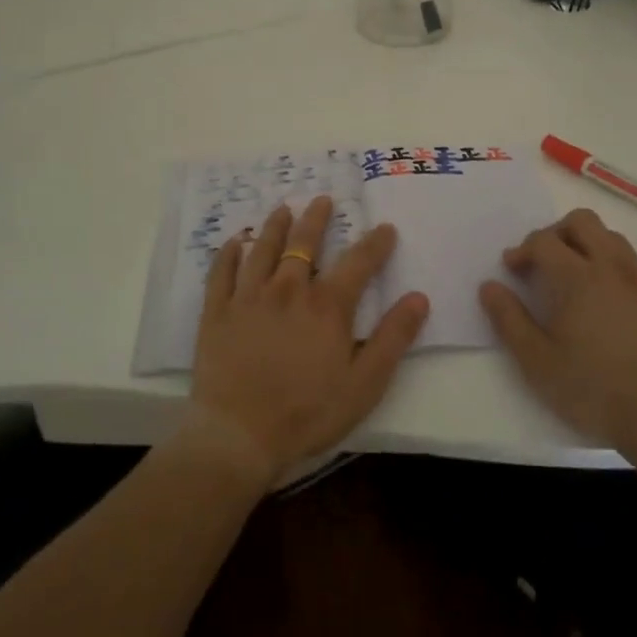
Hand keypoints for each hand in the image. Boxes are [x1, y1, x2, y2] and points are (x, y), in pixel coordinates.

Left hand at [190, 196, 429, 484]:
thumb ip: (393, 338)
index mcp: (327, 306)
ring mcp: (248, 298)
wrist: (238, 436)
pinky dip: (228, 254)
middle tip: (322, 200)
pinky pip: (222, 273)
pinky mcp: (217, 312)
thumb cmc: (308, 414)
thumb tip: (419, 298)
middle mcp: (288, 290)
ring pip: (263, 249)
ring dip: (274, 226)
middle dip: (317, 219)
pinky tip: (234, 243)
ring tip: (282, 210)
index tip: (385, 228)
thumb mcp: (364, 384)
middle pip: (304, 243)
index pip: (358, 262)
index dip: (375, 243)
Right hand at [479, 208, 636, 462]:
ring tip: (573, 276)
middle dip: (555, 232)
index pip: (543, 240)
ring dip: (586, 243)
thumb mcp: (537, 362)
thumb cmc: (594, 390)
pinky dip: (611, 265)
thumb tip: (489, 286)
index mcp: (577, 277)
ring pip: (611, 237)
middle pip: (581, 222)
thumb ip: (509, 320)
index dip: (522, 249)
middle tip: (542, 263)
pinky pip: (633, 263)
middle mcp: (611, 267)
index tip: (512, 270)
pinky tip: (606, 300)